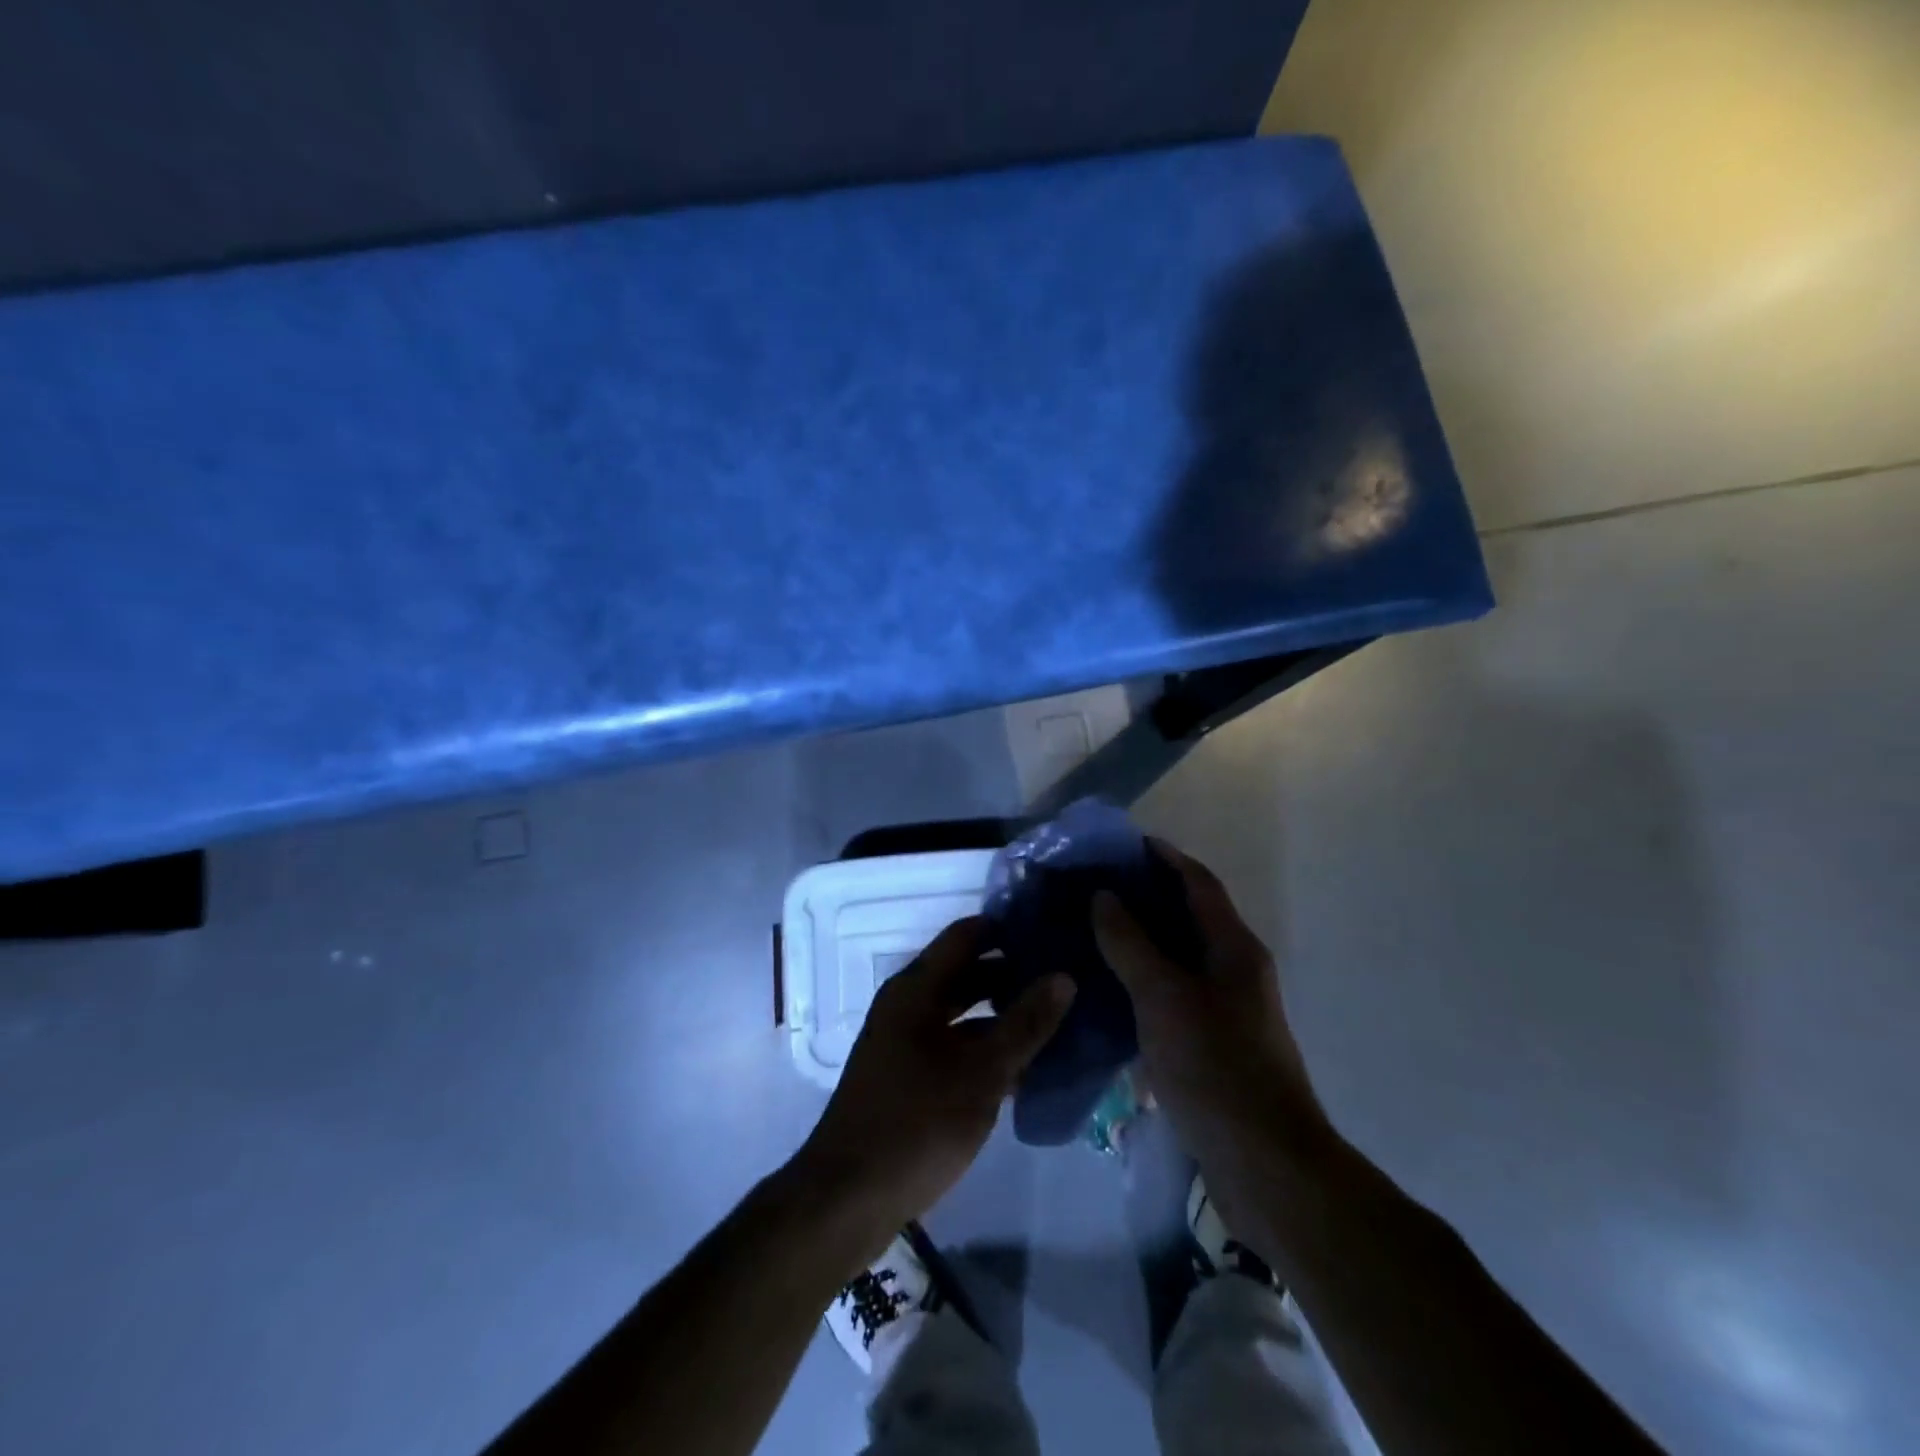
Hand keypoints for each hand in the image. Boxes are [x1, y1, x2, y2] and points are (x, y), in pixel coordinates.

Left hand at [793, 917, 1074, 1263]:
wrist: (847, 1198)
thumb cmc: (916, 1123)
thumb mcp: (981, 1073)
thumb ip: (1025, 1024)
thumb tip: (1064, 977)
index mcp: (916, 988)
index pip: (967, 935)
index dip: (1008, 928)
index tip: (1052, 932)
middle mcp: (907, 1004)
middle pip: (965, 972)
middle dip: (1012, 974)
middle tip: (1064, 978)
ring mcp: (904, 1041)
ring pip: (962, 1013)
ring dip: (1002, 1015)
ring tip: (1055, 1020)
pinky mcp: (907, 1076)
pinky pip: (954, 1044)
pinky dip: (986, 1048)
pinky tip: (1025, 1067)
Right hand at [1092, 842, 1329, 1177]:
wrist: (1266, 1165)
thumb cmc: (1216, 1067)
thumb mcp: (1164, 998)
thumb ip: (1131, 944)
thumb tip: (1104, 897)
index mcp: (1234, 948)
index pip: (1199, 883)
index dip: (1165, 857)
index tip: (1124, 843)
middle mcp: (1236, 971)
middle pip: (1190, 916)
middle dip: (1147, 896)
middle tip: (1094, 886)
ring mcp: (1228, 1010)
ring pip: (1180, 959)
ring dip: (1142, 940)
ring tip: (1093, 931)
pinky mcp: (1215, 1045)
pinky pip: (1175, 996)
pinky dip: (1144, 983)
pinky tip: (1109, 992)